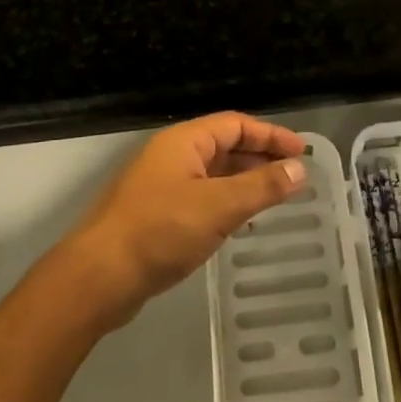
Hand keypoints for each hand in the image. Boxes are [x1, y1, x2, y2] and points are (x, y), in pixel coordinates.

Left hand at [65, 112, 306, 329]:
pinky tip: (238, 222)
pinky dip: (225, 202)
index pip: (235, 124)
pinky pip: (200, 196)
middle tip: (293, 176)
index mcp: (184, 141)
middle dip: (259, 157)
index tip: (302, 152)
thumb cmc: (160, 231)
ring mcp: (160, 185)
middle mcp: (171, 155)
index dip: (270, 135)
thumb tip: (299, 168)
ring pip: (212, 173)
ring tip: (274, 197)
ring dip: (243, 181)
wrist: (98, 277)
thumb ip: (261, 187)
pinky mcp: (155, 214)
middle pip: (223, 145)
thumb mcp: (218, 207)